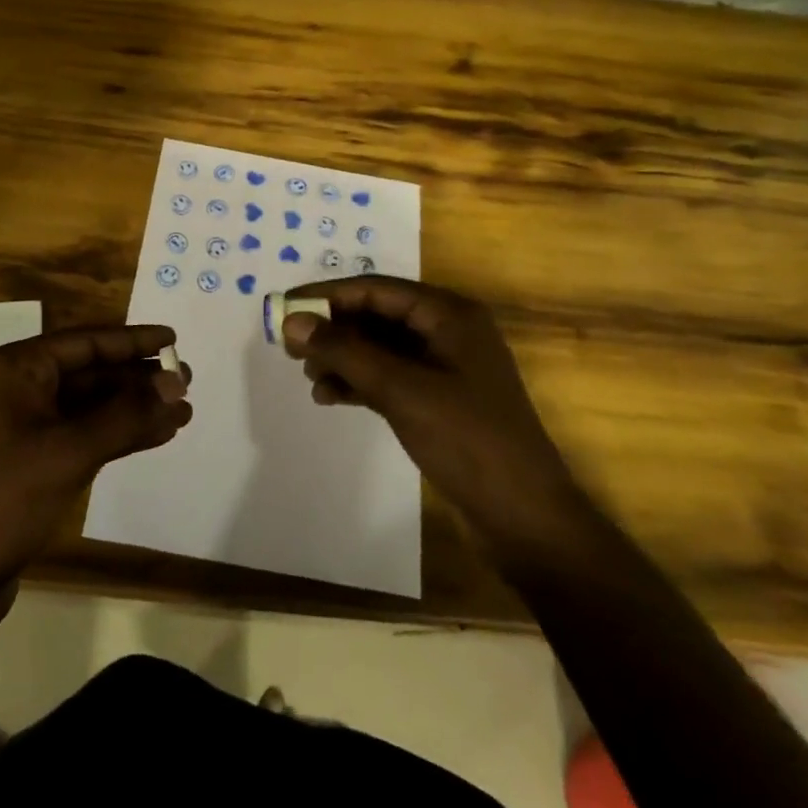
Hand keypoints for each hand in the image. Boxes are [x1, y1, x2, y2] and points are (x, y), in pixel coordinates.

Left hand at [0, 326, 191, 600]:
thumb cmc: (4, 499)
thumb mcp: (70, 451)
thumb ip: (127, 415)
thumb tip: (177, 382)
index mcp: (16, 369)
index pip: (85, 341)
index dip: (132, 340)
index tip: (173, 338)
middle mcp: (20, 388)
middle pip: (91, 372)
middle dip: (139, 378)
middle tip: (187, 379)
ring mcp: (27, 425)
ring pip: (93, 405)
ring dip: (136, 409)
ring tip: (184, 411)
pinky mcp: (36, 459)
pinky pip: (86, 433)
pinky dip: (120, 434)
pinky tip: (158, 435)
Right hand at [280, 277, 583, 553]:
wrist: (524, 517)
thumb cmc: (467, 440)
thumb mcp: (401, 390)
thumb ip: (344, 351)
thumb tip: (292, 321)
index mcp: (449, 314)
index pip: (376, 289)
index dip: (327, 296)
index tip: (283, 308)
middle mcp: (447, 331)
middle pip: (376, 315)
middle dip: (333, 329)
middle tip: (290, 348)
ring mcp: (444, 366)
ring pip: (380, 347)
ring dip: (343, 357)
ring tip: (310, 377)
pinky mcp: (439, 398)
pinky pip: (389, 376)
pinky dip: (359, 382)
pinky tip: (329, 396)